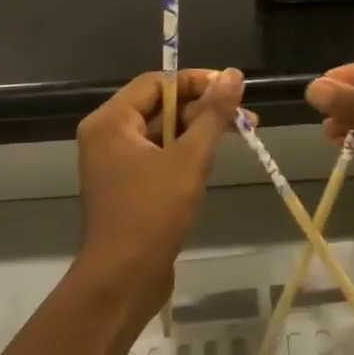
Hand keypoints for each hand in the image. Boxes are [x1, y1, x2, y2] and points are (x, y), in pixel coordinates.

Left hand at [76, 68, 245, 305]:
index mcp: (110, 121)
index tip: (233, 89)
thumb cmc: (152, 214)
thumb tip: (234, 74)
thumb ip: (212, 114)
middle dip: (203, 107)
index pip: (157, 82)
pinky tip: (215, 157)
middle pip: (160, 105)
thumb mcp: (189, 159)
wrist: (123, 280)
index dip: (196, 81)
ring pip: (163, 131)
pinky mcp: (128, 186)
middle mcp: (107, 135)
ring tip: (242, 133)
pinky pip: (159, 155)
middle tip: (246, 116)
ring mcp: (115, 163)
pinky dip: (186, 151)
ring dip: (199, 130)